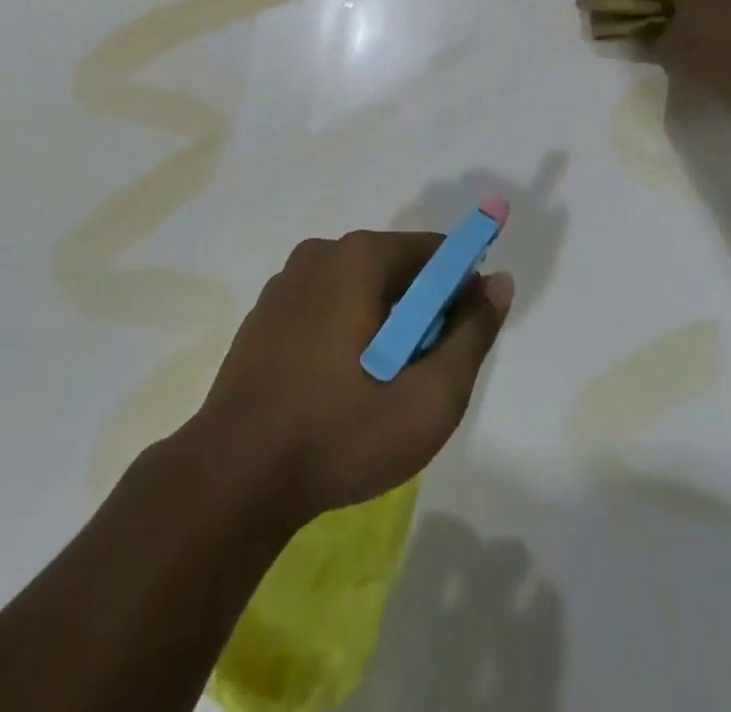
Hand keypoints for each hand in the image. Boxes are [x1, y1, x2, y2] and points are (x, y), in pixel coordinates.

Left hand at [190, 231, 512, 523]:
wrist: (232, 478)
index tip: (459, 342)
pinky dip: (346, 334)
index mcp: (358, 257)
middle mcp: (320, 253)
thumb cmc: (340, 433)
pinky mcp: (265, 314)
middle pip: (397, 269)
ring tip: (377, 390)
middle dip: (420, 314)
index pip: (434, 252)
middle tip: (419, 377)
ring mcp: (286, 282)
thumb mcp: (429, 397)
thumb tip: (498, 282)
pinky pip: (326, 307)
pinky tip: (338, 389)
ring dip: (383, 327)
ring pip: (360, 290)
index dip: (460, 291)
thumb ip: (472, 334)